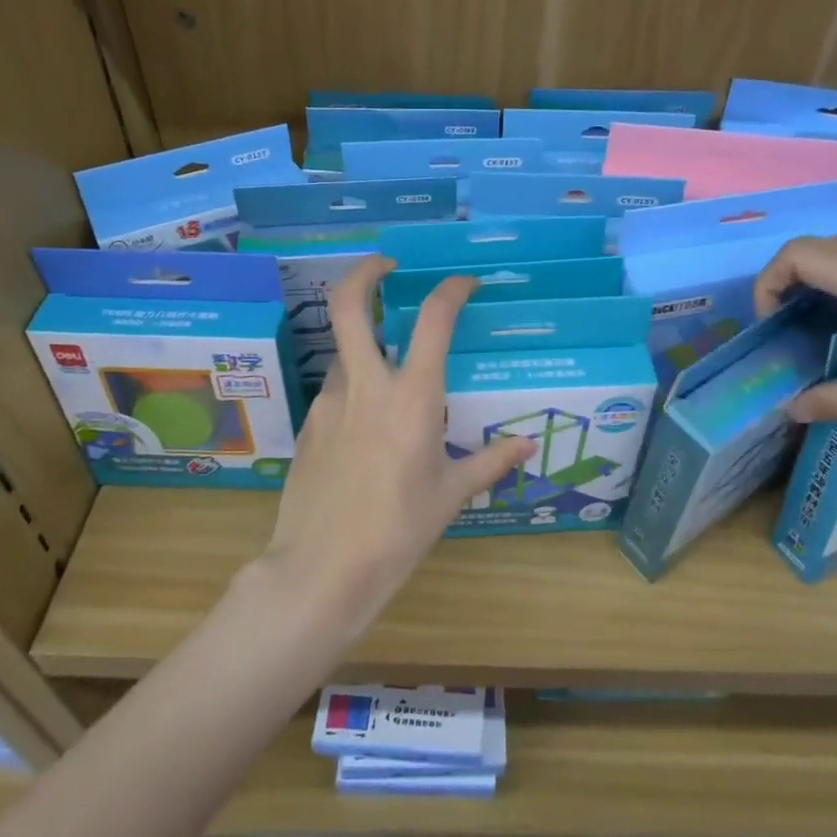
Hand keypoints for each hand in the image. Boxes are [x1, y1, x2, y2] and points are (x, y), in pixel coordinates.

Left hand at [257, 256, 536, 635]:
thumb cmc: (398, 532)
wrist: (321, 570)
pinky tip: (367, 428)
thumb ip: (489, 462)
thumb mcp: (450, 496)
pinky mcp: (309, 425)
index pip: (435, 319)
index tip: (465, 283)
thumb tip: (526, 446)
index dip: (452, 290)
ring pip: (343, 351)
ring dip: (365, 344)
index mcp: (413, 397)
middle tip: (386, 265)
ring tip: (390, 371)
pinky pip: (335, 391)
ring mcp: (330, 402)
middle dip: (366, 272)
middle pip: (350, 304)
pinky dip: (354, 389)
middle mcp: (367, 385)